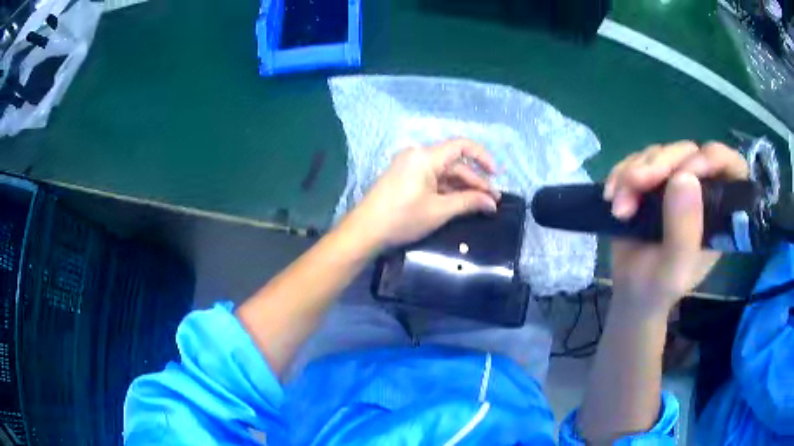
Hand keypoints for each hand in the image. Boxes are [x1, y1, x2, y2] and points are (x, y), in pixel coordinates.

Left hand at [346, 139, 499, 250]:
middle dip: (475, 181)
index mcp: (425, 156)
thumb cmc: (402, 218)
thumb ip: (468, 202)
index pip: (462, 146)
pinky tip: (461, 203)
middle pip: (454, 163)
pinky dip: (447, 190)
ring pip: (444, 173)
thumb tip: (492, 203)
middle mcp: (417, 155)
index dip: (483, 158)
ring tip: (481, 205)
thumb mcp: (439, 210)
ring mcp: (409, 167)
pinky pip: (432, 179)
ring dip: (462, 187)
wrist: (365, 231)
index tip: (496, 175)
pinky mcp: (404, 178)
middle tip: (492, 201)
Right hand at [603, 141, 748, 312]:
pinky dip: (621, 173)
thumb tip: (685, 177)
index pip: (731, 168)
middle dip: (660, 164)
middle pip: (688, 153)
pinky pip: (636, 159)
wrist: (631, 291)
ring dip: (634, 172)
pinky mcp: (651, 180)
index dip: (716, 159)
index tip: (690, 170)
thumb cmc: (658, 288)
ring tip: (619, 206)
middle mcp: (700, 191)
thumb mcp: (674, 270)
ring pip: (659, 153)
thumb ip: (684, 231)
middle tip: (636, 183)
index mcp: (717, 212)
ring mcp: (674, 183)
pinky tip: (611, 195)